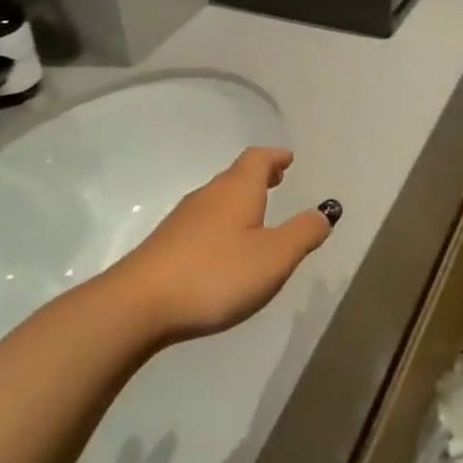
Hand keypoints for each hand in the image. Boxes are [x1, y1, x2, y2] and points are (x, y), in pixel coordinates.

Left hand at [105, 147, 338, 339]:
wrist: (138, 306)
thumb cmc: (216, 274)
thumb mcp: (274, 257)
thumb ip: (303, 233)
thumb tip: (324, 212)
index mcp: (237, 191)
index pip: (257, 159)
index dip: (275, 157)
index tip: (288, 159)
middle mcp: (208, 197)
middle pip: (235, 176)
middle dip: (259, 176)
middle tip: (278, 179)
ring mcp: (182, 221)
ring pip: (217, 200)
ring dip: (240, 200)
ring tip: (257, 214)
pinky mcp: (166, 246)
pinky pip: (202, 223)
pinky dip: (222, 224)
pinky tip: (225, 248)